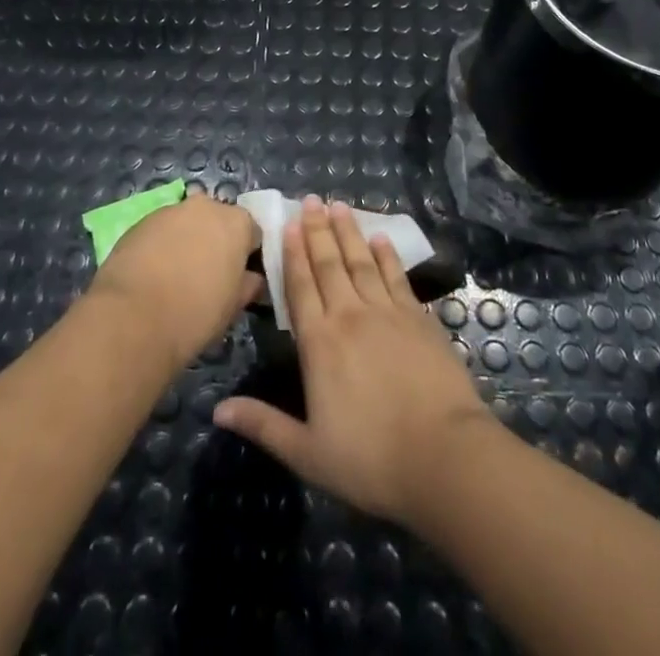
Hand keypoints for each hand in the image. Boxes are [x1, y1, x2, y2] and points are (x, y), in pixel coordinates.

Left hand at [88, 191, 263, 369]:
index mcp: (237, 222)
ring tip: (176, 278)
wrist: (133, 317)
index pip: (252, 233)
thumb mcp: (234, 306)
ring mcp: (171, 211)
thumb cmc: (196, 313)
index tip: (239, 278)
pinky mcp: (140, 222)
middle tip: (208, 276)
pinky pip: (160, 232)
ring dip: (186, 242)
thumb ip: (249, 285)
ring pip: (187, 224)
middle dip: (216, 242)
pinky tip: (153, 276)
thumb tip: (252, 279)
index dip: (247, 256)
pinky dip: (161, 247)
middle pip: (218, 221)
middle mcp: (206, 206)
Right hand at [213, 197, 492, 526]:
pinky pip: (396, 277)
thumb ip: (263, 425)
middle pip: (330, 264)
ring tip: (340, 206)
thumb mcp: (307, 453)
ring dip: (349, 232)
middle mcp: (350, 316)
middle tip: (311, 200)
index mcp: (319, 344)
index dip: (292, 254)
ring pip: (362, 261)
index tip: (288, 224)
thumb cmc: (370, 460)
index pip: (301, 287)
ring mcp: (388, 313)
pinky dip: (387, 255)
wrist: (443, 456)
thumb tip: (217, 409)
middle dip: (318, 230)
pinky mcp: (418, 318)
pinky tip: (381, 238)